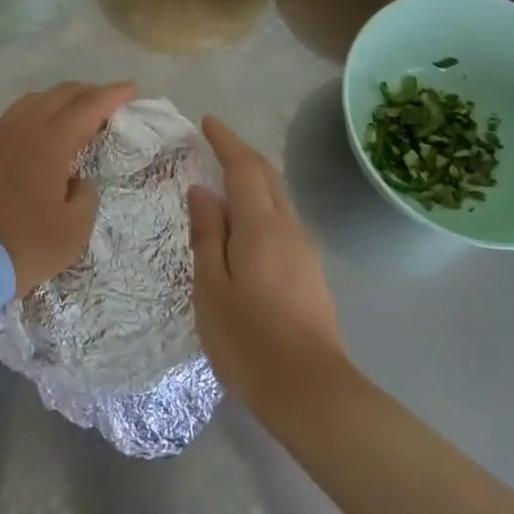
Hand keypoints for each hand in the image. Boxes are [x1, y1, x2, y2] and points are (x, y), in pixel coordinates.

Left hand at [0, 81, 135, 295]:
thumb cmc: (22, 245)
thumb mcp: (73, 231)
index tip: (130, 88)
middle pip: (57, 95)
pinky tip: (30, 134)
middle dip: (85, 92)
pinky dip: (27, 118)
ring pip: (28, 104)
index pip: (88, 107)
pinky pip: (5, 121)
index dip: (112, 95)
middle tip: (104, 98)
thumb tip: (76, 181)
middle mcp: (19, 128)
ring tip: (69, 112)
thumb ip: (84, 197)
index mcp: (49, 141)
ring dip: (54, 102)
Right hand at [187, 116, 351, 416]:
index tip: (207, 122)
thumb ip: (207, 234)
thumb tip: (203, 191)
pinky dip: (261, 204)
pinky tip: (245, 225)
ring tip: (225, 182)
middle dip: (242, 153)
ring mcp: (304, 249)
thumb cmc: (249, 339)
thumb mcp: (211, 287)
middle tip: (215, 145)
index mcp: (261, 225)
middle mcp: (288, 227)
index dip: (226, 140)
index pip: (244, 167)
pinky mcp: (309, 271)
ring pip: (278, 197)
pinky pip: (282, 219)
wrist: (310, 391)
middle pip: (267, 175)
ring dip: (254, 179)